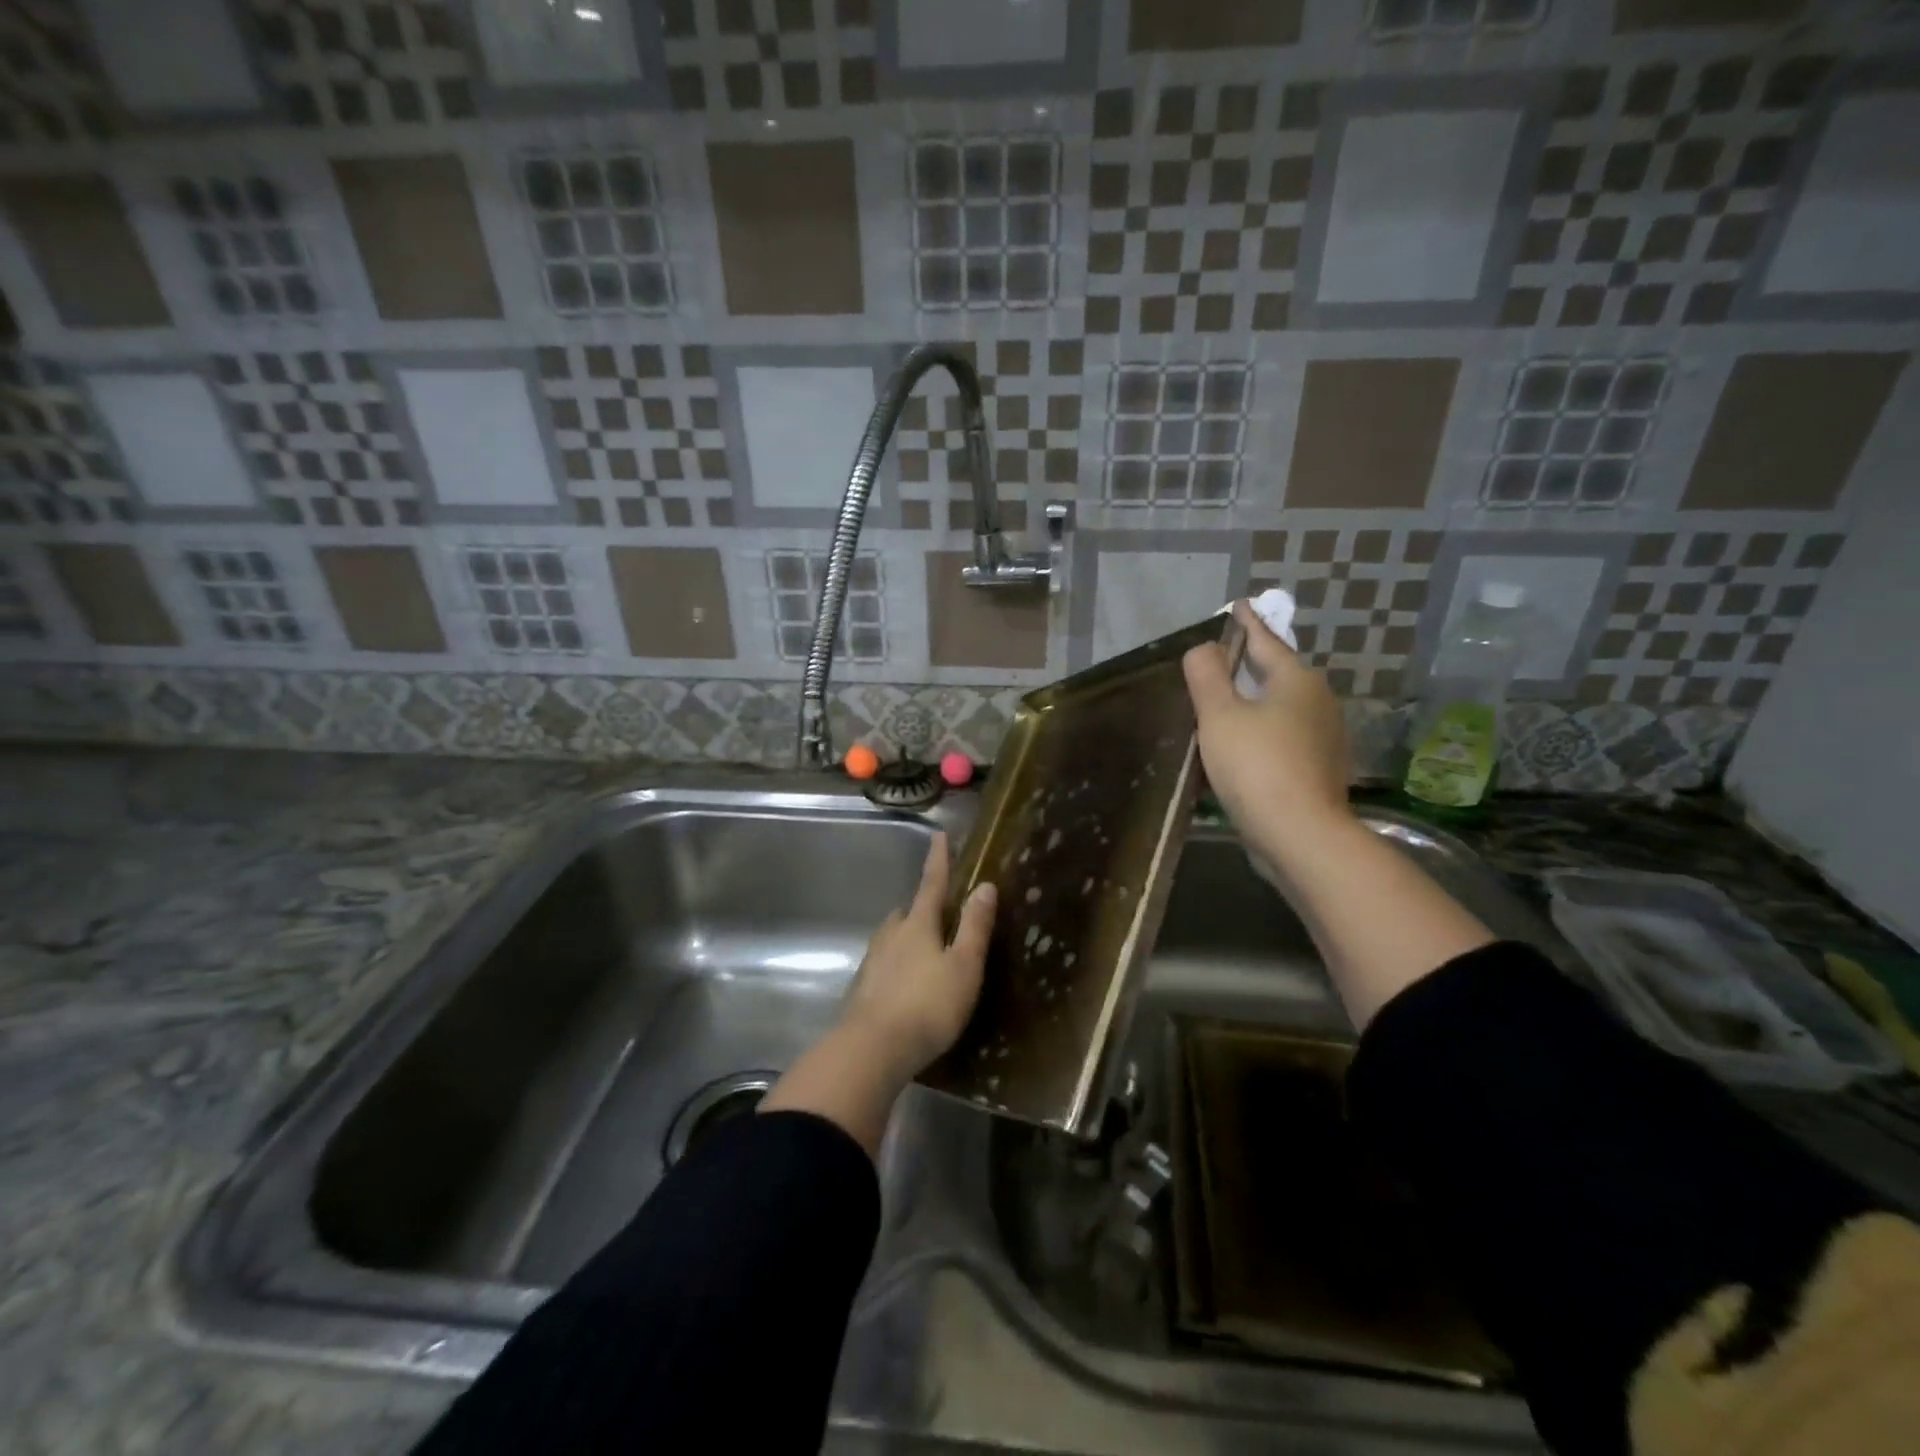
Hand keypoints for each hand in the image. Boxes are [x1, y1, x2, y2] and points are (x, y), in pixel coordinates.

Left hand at [837, 833, 995, 1080]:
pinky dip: (898, 964)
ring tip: (926, 949)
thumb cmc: (927, 1005)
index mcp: (918, 925)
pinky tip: (907, 983)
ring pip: (893, 937)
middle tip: (939, 912)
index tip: (939, 835)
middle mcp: (891, 935)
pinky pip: (885, 963)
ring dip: (908, 936)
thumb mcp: (964, 966)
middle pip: (907, 911)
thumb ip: (974, 927)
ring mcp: (873, 961)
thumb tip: (984, 885)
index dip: (938, 860)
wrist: (872, 1049)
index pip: (932, 884)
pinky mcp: (864, 988)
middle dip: (921, 907)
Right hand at [1183, 599, 1352, 860]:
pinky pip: (1283, 737)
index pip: (1266, 641)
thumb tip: (1204, 647)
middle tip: (1221, 658)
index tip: (1236, 605)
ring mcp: (1323, 738)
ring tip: (1225, 702)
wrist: (1300, 835)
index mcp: (1296, 681)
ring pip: (1281, 707)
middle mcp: (1318, 702)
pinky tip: (1242, 746)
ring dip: (1254, 701)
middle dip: (1250, 664)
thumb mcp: (1220, 715)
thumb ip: (1207, 676)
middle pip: (1277, 674)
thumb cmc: (1256, 766)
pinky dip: (1261, 731)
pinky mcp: (1319, 769)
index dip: (1246, 623)